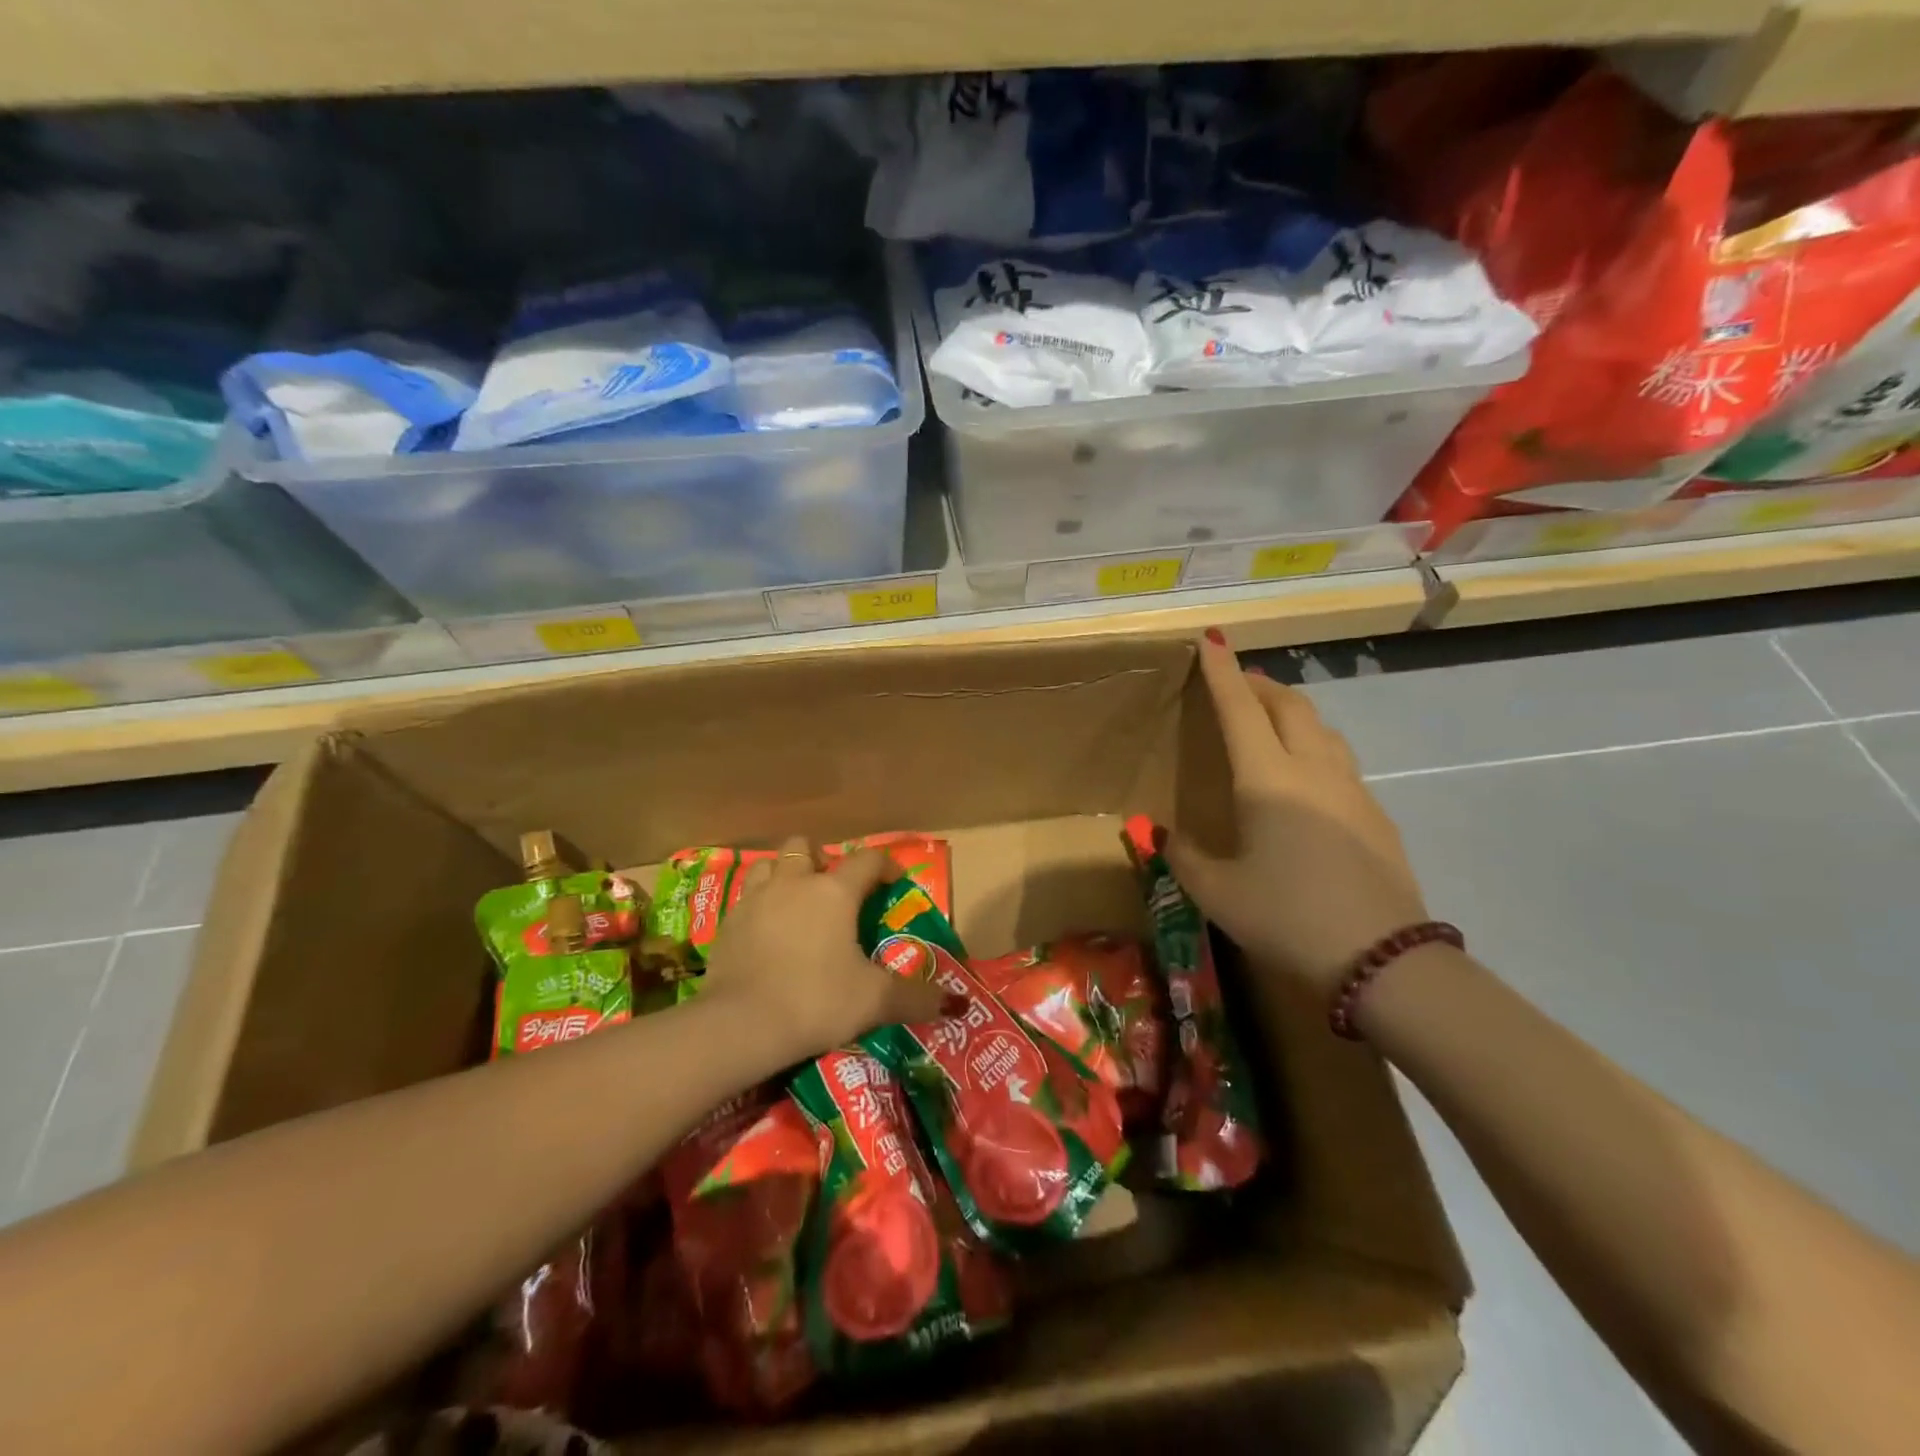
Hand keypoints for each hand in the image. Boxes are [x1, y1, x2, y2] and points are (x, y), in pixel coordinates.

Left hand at [701, 837, 948, 1060]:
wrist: (740, 1025)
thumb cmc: (816, 1000)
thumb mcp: (874, 1002)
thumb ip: (916, 998)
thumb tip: (954, 1003)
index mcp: (834, 892)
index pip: (867, 860)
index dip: (885, 866)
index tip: (894, 882)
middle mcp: (794, 883)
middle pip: (804, 846)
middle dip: (820, 859)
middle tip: (832, 889)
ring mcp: (755, 900)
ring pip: (769, 865)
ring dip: (784, 875)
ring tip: (796, 903)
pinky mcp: (727, 924)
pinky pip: (746, 899)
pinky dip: (760, 907)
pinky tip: (767, 934)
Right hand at [1168, 634, 1430, 995]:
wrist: (1382, 960)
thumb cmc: (1287, 917)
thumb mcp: (1217, 894)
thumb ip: (1185, 857)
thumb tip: (1169, 837)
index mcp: (1267, 779)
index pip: (1240, 709)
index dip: (1222, 672)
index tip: (1211, 639)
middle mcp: (1313, 770)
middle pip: (1288, 705)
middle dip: (1259, 685)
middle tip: (1236, 684)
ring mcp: (1352, 789)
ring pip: (1321, 728)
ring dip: (1290, 711)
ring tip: (1269, 721)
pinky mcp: (1375, 814)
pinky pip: (1338, 759)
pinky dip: (1313, 745)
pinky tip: (1304, 778)